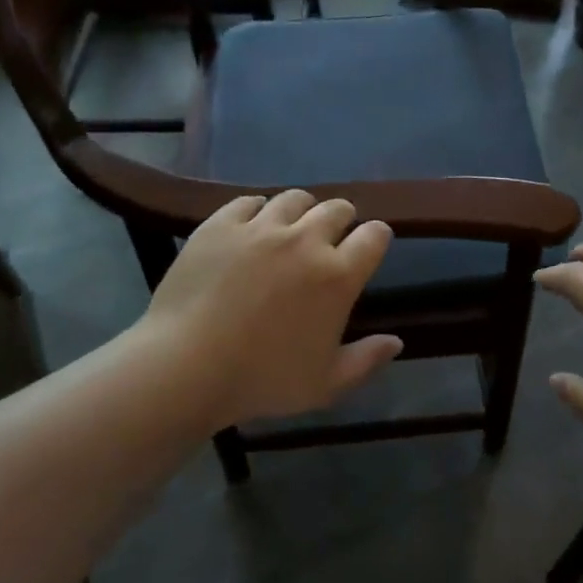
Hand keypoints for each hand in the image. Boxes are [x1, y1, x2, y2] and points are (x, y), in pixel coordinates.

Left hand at [135, 191, 401, 432]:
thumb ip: (366, 360)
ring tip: (291, 229)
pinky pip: (248, 202)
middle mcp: (305, 240)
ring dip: (301, 211)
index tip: (369, 247)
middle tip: (330, 239)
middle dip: (342, 220)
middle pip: (337, 208)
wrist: (185, 368)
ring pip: (294, 198)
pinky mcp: (221, 225)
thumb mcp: (326, 383)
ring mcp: (260, 228)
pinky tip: (251, 228)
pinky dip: (257, 211)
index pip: (375, 235)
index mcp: (338, 275)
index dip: (376, 237)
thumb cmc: (262, 380)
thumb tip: (396, 342)